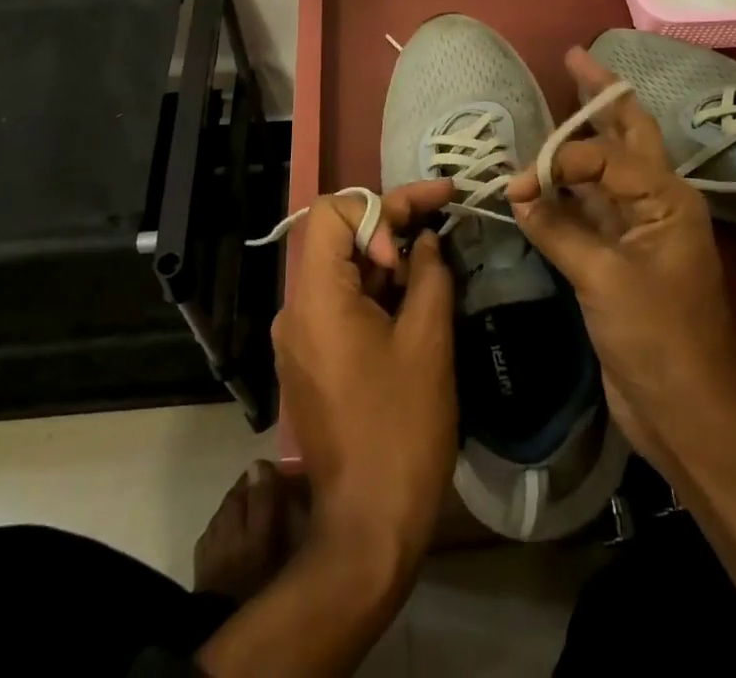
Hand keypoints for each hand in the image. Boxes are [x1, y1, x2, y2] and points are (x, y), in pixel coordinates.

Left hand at [270, 179, 457, 581]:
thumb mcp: (428, 340)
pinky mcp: (309, 362)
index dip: (380, 209)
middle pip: (337, 238)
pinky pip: (338, 304)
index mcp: (315, 299)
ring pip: (340, 270)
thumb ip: (429, 273)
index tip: (420, 232)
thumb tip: (426, 239)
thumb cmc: (402, 427)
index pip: (332, 212)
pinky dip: (374, 290)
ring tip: (433, 261)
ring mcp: (298, 339)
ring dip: (386, 258)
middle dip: (390, 224)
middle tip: (440, 220)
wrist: (369, 526)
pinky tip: (411, 299)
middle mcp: (295, 311)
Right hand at [505, 48, 735, 477]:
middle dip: (601, 96)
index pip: (607, 156)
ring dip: (583, 138)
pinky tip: (545, 173)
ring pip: (608, 167)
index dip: (561, 160)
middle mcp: (657, 201)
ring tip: (563, 96)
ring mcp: (638, 227)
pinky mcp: (619, 253)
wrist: (683, 412)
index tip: (520, 184)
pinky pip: (590, 206)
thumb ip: (558, 229)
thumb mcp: (604, 280)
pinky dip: (567, 188)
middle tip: (574, 57)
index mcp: (668, 199)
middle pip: (628, 134)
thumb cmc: (657, 340)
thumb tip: (516, 193)